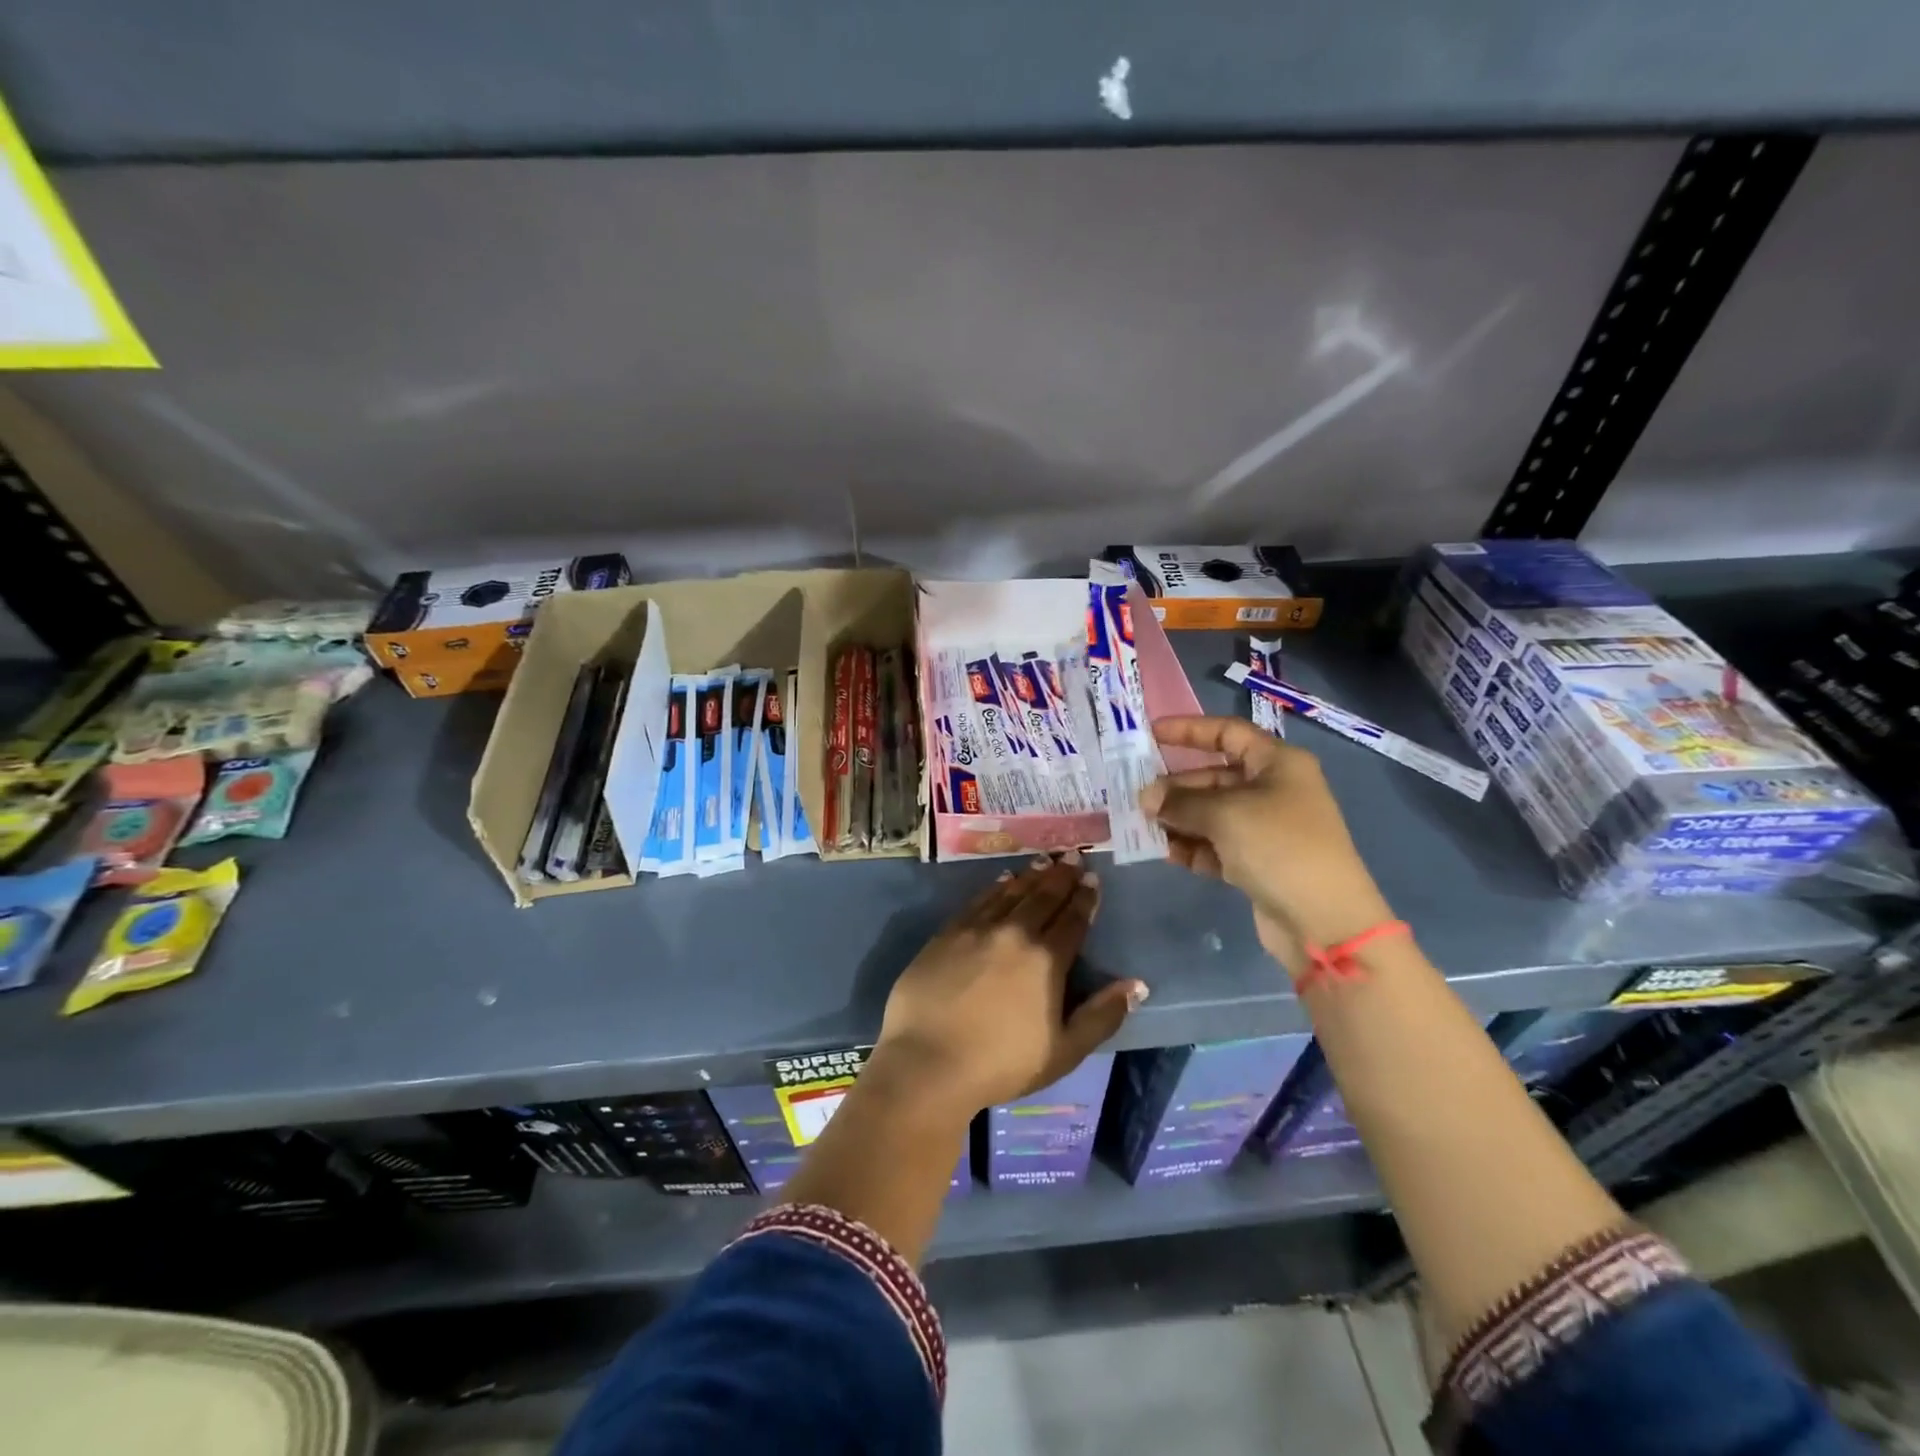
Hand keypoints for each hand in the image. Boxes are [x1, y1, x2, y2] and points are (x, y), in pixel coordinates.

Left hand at [873, 853, 1146, 1116]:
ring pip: (1011, 893)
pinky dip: (995, 887)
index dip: (1085, 897)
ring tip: (1044, 861)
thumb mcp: (1064, 1051)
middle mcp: (1014, 933)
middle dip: (1061, 875)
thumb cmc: (1001, 1064)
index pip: (1072, 919)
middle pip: (1043, 897)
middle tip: (1073, 855)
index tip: (1092, 878)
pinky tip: (1002, 880)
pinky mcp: (947, 933)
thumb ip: (1102, 1015)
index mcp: (1046, 960)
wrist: (928, 1062)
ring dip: (1031, 876)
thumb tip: (1137, 985)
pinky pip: (978, 901)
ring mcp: (977, 929)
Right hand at [1139, 715, 1393, 973]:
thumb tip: (1147, 797)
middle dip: (1176, 786)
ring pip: (1212, 813)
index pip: (1228, 733)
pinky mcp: (1257, 862)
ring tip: (1145, 826)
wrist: (1324, 921)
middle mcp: (1273, 790)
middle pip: (1214, 777)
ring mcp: (1265, 828)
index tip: (1151, 734)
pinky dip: (1192, 846)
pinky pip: (1216, 845)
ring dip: (1179, 818)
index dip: (1189, 730)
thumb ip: (1180, 801)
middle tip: (1139, 798)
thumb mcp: (1225, 814)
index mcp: (1277, 763)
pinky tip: (1166, 852)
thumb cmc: (1278, 846)